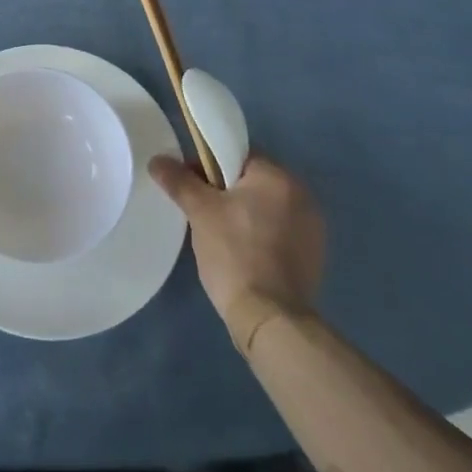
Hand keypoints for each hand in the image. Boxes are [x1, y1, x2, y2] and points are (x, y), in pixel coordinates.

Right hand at [149, 152, 325, 349]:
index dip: (209, 165)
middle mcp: (303, 195)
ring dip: (246, 213)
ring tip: (221, 236)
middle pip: (253, 180)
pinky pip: (280, 230)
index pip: (238, 154)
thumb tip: (158, 160)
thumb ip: (179, 180)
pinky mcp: (314, 254)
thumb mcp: (200, 212)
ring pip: (267, 206)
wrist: (269, 317)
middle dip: (227, 191)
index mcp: (278, 177)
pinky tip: (244, 253)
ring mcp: (313, 227)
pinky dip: (262, 234)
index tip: (191, 186)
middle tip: (202, 213)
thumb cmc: (234, 253)